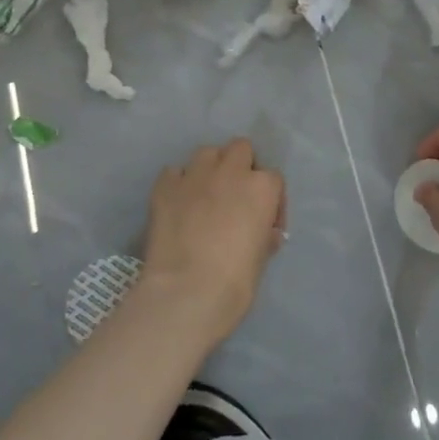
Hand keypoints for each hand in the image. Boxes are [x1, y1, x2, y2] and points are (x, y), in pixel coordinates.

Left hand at [138, 139, 285, 347]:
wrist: (186, 290)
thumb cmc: (235, 280)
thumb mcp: (262, 257)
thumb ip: (264, 235)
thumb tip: (263, 231)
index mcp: (261, 188)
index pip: (274, 179)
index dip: (271, 201)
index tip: (265, 224)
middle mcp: (230, 171)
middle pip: (240, 149)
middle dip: (240, 167)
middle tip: (235, 197)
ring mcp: (194, 175)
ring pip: (207, 154)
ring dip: (210, 169)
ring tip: (205, 196)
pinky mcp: (164, 186)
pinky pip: (175, 173)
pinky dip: (179, 184)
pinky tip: (178, 205)